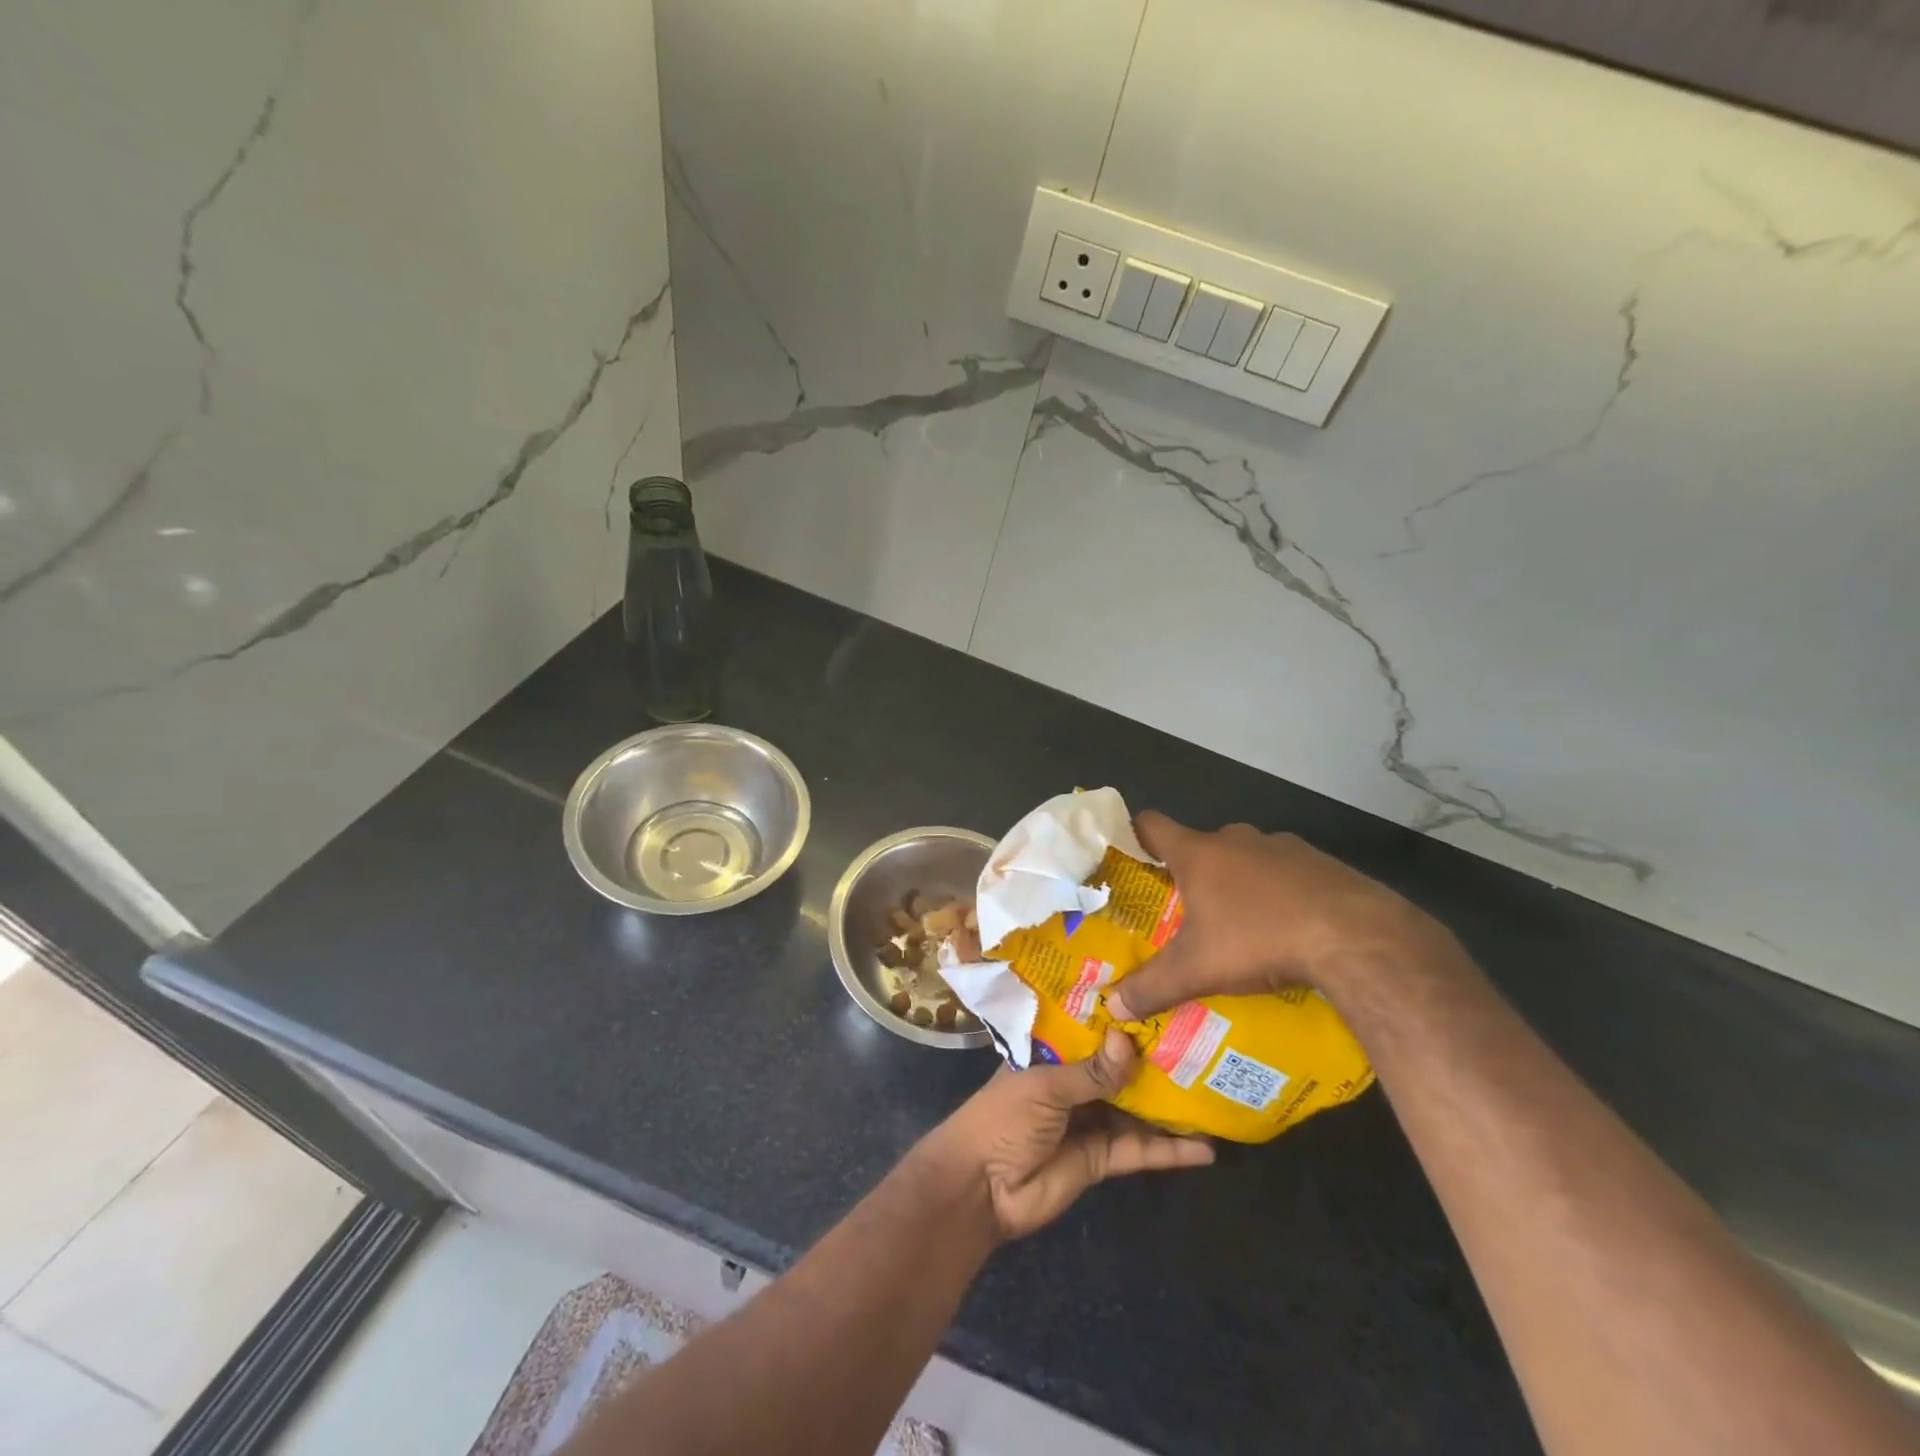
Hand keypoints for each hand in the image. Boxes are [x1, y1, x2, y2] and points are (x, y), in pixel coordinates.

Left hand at [913, 1030, 1213, 1241]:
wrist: (981, 1189)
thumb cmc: (1003, 1118)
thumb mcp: (1044, 1086)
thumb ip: (1091, 1071)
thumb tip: (1130, 1042)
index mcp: (1050, 1053)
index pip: (1089, 1029)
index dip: (1120, 1018)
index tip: (1159, 999)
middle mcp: (1072, 1081)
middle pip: (1118, 1067)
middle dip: (1153, 1058)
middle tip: (1202, 1040)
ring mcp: (1089, 1120)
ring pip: (1135, 1106)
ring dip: (1169, 1103)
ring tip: (1214, 1087)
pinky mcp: (1102, 1158)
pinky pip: (1139, 1149)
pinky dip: (1170, 1150)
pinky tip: (1206, 1149)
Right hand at [1105, 811, 1452, 1021]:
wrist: (1356, 936)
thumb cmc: (1259, 939)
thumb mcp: (1197, 971)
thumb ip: (1151, 987)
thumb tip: (1112, 1008)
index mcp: (1198, 854)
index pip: (1152, 825)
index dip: (1135, 835)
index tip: (1128, 856)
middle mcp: (1236, 838)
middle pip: (1201, 845)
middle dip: (1191, 873)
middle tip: (1186, 911)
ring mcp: (1283, 846)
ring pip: (1246, 858)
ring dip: (1238, 882)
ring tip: (1239, 925)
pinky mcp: (1321, 862)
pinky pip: (1287, 872)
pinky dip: (1280, 892)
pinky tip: (1288, 928)